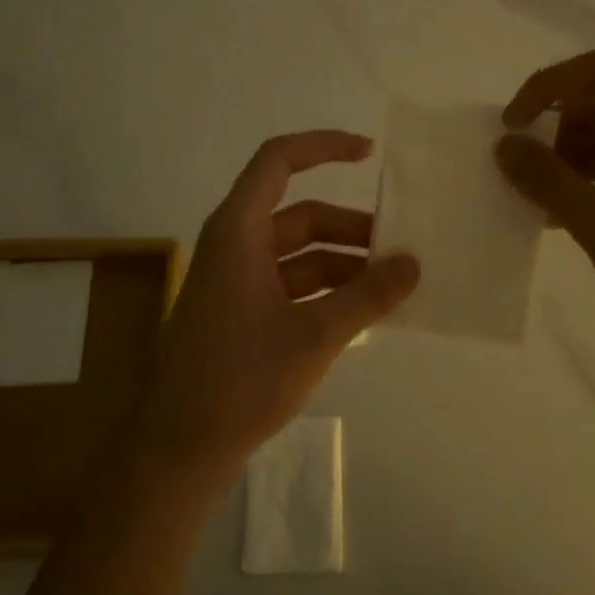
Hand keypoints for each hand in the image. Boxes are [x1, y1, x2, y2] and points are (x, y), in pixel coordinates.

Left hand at [143, 131, 420, 483]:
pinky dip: (324, 290)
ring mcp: (234, 281)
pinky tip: (360, 313)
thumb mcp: (316, 334)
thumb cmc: (242, 379)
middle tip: (399, 248)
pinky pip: (289, 284)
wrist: (182, 447)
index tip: (369, 153)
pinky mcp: (238, 313)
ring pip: (297, 254)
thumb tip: (413, 263)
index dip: (323, 146)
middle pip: (299, 214)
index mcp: (238, 231)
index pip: (278, 162)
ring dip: (342, 263)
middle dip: (350, 227)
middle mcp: (233, 246)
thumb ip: (368, 295)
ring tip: (390, 286)